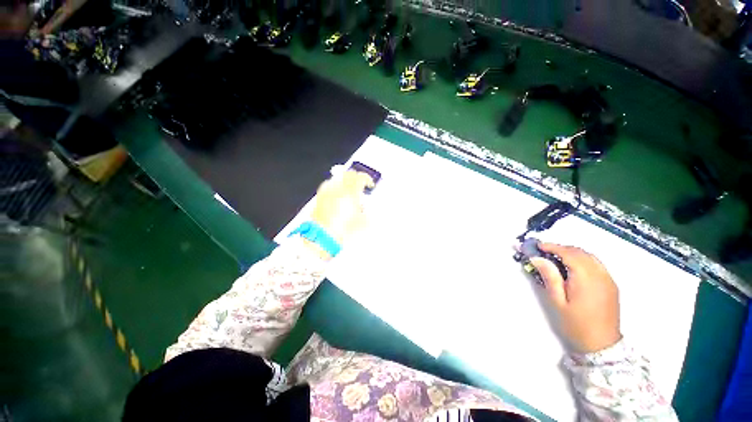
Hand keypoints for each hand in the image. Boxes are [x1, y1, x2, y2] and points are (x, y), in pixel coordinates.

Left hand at [310, 169, 373, 247]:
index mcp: (350, 193)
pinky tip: (337, 196)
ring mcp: (327, 192)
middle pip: (348, 174)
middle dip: (356, 178)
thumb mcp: (362, 224)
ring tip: (349, 192)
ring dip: (345, 182)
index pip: (360, 177)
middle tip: (360, 186)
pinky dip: (335, 188)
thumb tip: (369, 212)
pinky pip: (329, 186)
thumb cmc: (342, 230)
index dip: (367, 179)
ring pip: (338, 179)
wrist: (322, 237)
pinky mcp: (320, 197)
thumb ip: (368, 215)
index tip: (370, 185)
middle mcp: (338, 189)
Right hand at [530, 243, 621, 353]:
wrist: (602, 345)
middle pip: (580, 252)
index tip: (538, 246)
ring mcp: (608, 279)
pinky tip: (573, 268)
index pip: (569, 253)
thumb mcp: (557, 301)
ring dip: (572, 253)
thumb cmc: (576, 324)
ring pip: (589, 256)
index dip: (552, 247)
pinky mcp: (611, 285)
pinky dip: (582, 260)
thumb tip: (537, 258)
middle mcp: (600, 274)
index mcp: (586, 278)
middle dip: (561, 248)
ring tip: (556, 259)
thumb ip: (549, 277)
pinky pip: (596, 264)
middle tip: (544, 252)